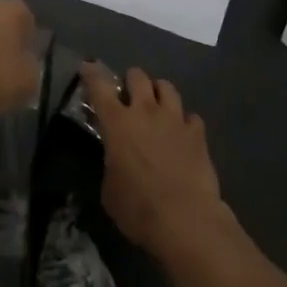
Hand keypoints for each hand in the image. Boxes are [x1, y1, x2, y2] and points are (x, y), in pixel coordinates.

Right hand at [80, 63, 226, 254]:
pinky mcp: (198, 134)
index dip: (92, 74)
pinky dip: (185, 122)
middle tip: (130, 95)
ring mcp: (174, 119)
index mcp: (118, 124)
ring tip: (158, 105)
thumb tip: (117, 161)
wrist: (185, 220)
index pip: (100, 88)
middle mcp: (145, 112)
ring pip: (167, 87)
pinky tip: (183, 134)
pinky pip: (191, 116)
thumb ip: (112, 165)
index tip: (88, 67)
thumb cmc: (138, 209)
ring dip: (159, 93)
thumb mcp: (110, 190)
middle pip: (138, 76)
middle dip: (132, 81)